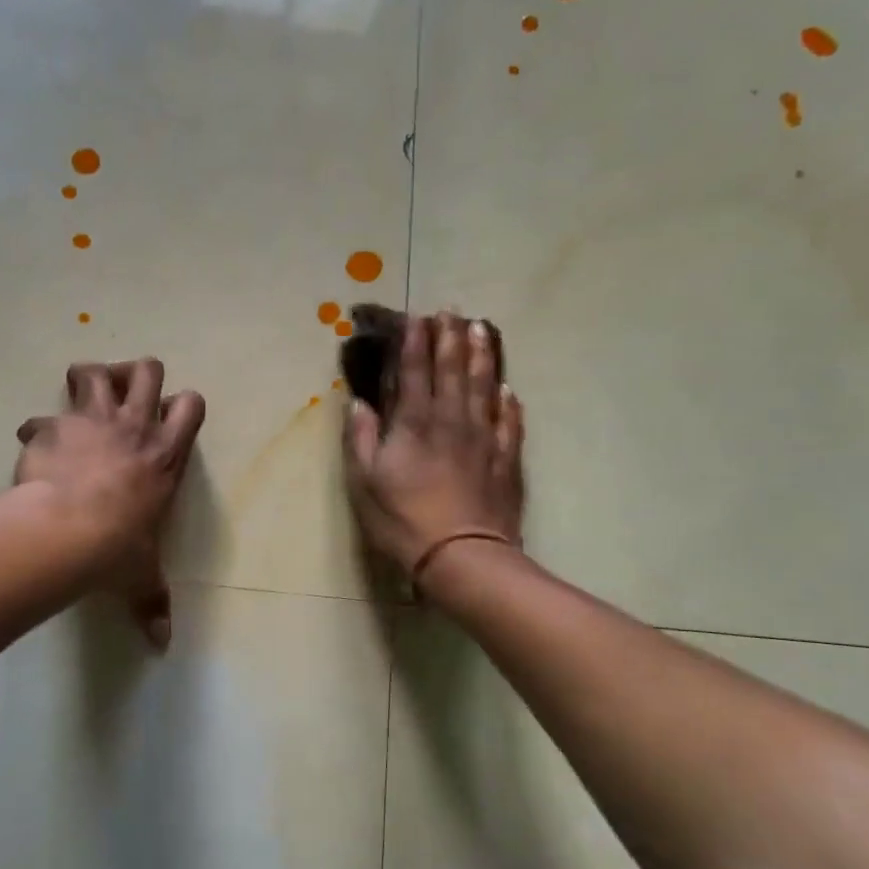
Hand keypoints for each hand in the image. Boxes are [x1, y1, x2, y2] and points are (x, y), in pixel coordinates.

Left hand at [16, 358, 206, 646]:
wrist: (69, 530)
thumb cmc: (118, 548)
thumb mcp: (141, 575)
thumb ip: (152, 602)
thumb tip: (162, 645)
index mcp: (164, 455)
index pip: (191, 406)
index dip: (180, 405)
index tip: (164, 421)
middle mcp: (133, 428)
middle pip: (147, 370)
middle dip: (136, 374)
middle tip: (123, 396)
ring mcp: (92, 421)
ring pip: (94, 371)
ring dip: (87, 379)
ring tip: (78, 401)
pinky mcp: (53, 427)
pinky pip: (41, 417)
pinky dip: (37, 428)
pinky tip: (32, 446)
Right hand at [342, 311, 524, 580]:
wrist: (462, 556)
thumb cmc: (403, 520)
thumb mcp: (364, 482)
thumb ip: (361, 438)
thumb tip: (358, 403)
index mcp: (414, 423)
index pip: (415, 371)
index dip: (415, 342)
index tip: (417, 317)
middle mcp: (451, 420)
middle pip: (453, 370)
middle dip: (451, 338)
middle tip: (452, 312)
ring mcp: (484, 438)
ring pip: (484, 387)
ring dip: (482, 356)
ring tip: (482, 330)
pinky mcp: (505, 460)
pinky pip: (510, 422)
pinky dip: (509, 403)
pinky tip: (509, 389)